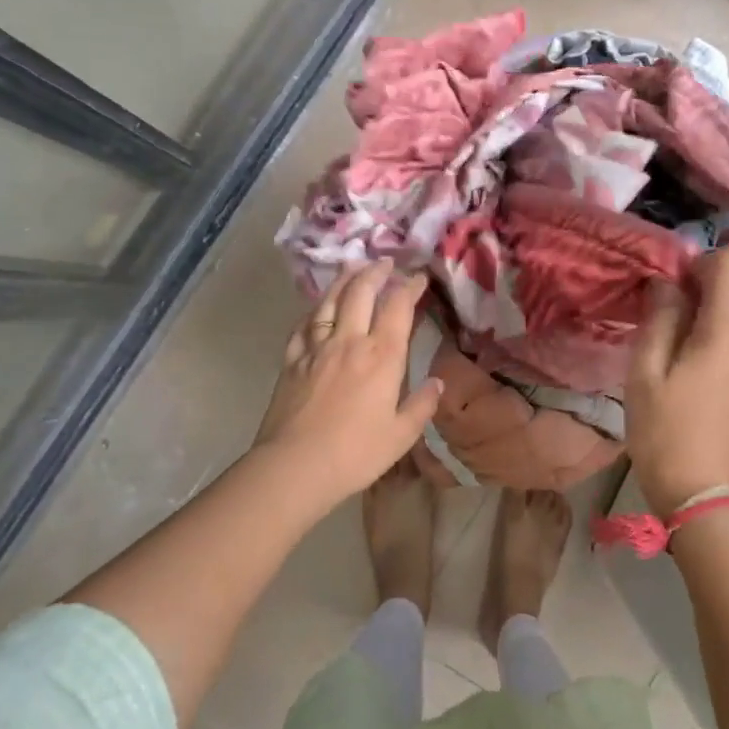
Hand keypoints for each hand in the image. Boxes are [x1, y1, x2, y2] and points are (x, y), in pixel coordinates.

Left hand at [254, 262, 443, 507]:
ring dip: (344, 279)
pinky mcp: (291, 360)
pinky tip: (317, 309)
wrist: (295, 466)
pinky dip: (314, 310)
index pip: (398, 307)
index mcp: (382, 356)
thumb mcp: (401, 435)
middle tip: (386, 262)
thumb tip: (437, 382)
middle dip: (376, 271)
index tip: (418, 277)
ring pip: (330, 300)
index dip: (410, 287)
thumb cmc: (355, 453)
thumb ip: (422, 405)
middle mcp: (349, 341)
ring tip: (353, 267)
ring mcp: (316, 348)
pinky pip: (303, 325)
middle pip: (361, 292)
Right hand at [626, 244, 728, 516]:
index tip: (673, 287)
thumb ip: (661, 316)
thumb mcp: (647, 372)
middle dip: (702, 288)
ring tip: (672, 347)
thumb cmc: (668, 433)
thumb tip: (668, 281)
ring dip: (709, 313)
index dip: (703, 260)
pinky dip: (719, 335)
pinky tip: (691, 368)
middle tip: (662, 319)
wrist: (706, 497)